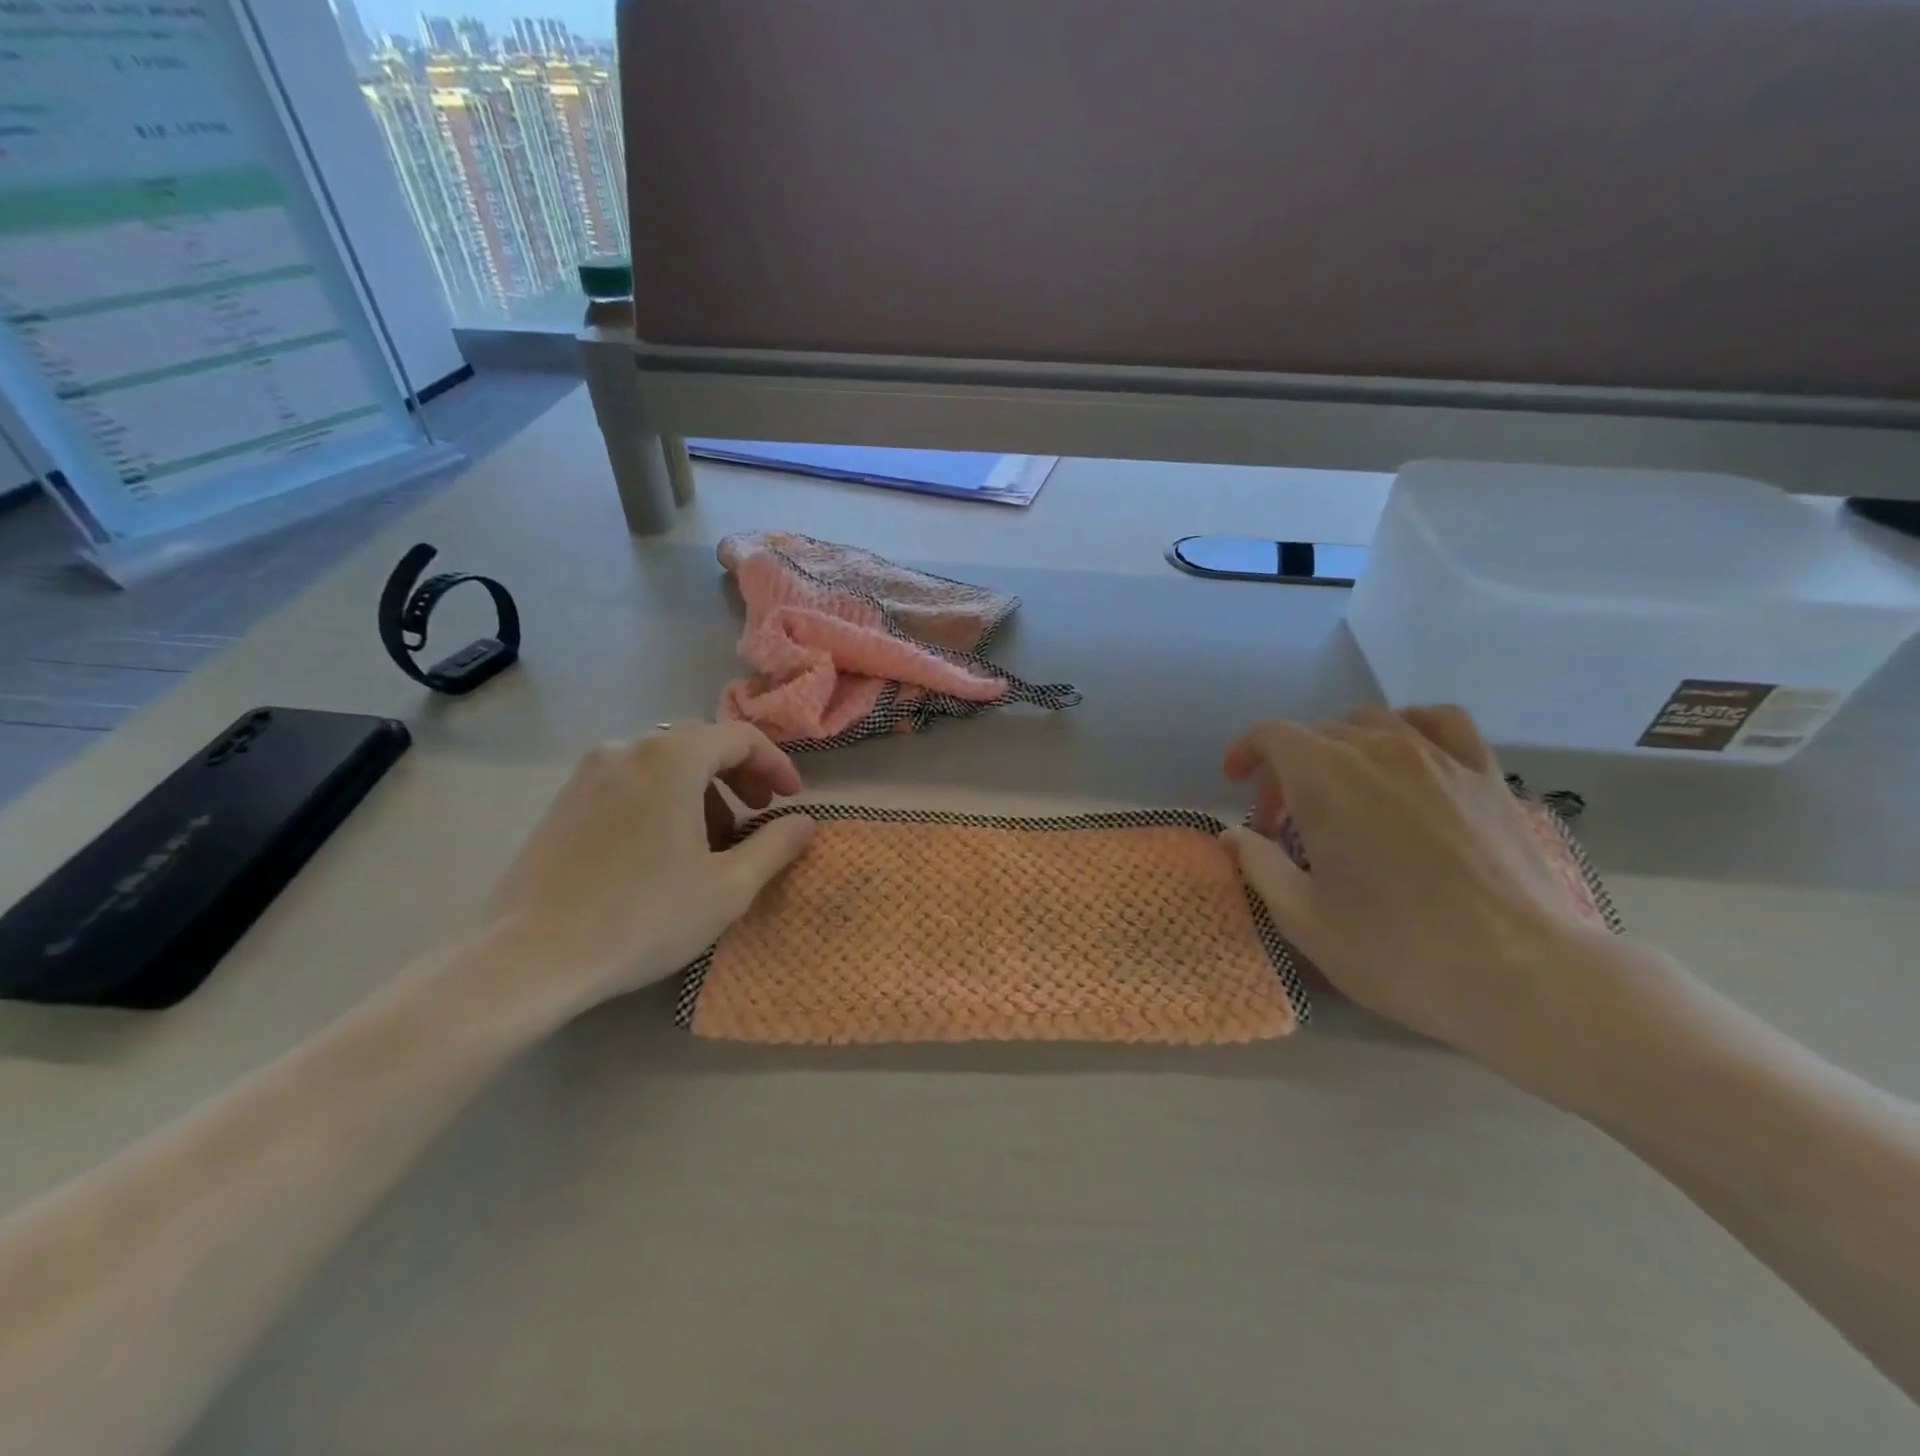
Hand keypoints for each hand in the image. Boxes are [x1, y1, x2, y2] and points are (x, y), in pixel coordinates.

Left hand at [482, 723, 814, 1016]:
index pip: (741, 738)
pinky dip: (662, 800)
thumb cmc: (644, 917)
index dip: (776, 765)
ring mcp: (588, 774)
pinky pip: (629, 783)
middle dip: (739, 775)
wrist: (531, 958)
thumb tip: (805, 822)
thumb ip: (776, 845)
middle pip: (700, 744)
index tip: (792, 800)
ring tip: (713, 842)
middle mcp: (627, 749)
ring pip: (663, 765)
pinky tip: (664, 850)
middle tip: (759, 815)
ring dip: (701, 790)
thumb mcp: (729, 886)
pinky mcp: (563, 802)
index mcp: (672, 759)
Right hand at [1221, 705, 1607, 1065]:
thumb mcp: (1304, 919)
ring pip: (1372, 722)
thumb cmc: (1397, 951)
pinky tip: (1407, 755)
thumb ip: (1258, 866)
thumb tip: (1233, 834)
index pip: (1271, 735)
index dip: (1245, 752)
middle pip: (1316, 734)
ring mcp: (1439, 758)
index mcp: (1326, 780)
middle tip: (1283, 823)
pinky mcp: (1485, 774)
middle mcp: (1378, 751)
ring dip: (1340, 748)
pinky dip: (1410, 727)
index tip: (1236, 784)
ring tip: (1342, 790)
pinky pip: (1440, 722)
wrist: (1523, 976)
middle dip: (1287, 770)